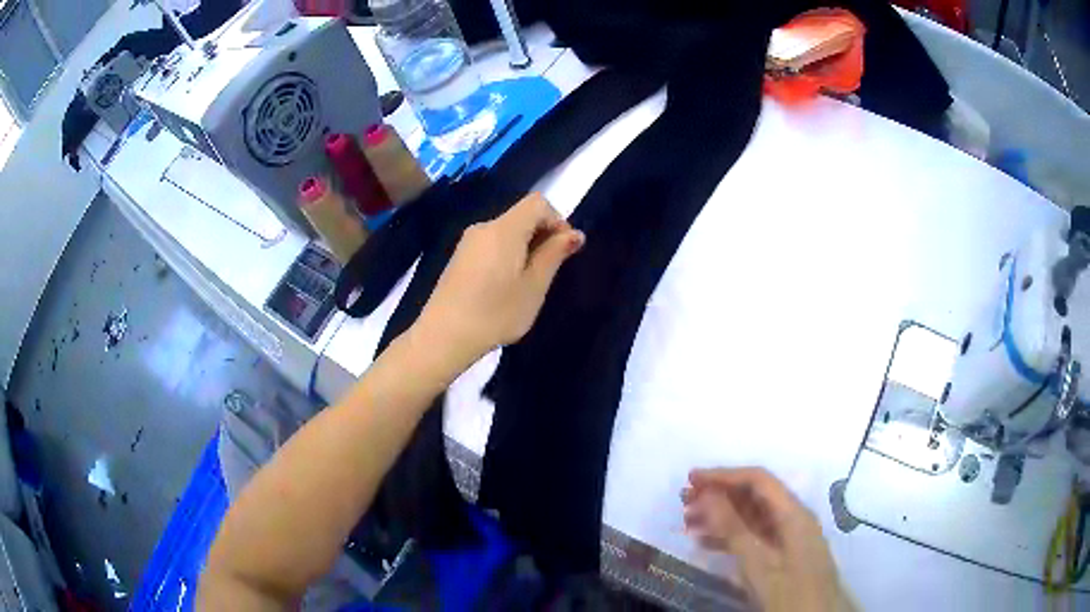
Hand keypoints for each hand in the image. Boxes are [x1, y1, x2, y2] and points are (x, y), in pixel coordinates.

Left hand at [414, 192, 584, 369]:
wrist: (443, 336)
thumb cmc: (496, 313)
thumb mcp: (534, 286)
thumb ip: (554, 254)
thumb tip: (575, 233)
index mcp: (504, 229)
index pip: (538, 202)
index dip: (557, 220)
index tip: (563, 250)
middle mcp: (484, 227)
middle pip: (521, 216)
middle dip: (542, 235)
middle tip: (548, 271)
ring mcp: (467, 242)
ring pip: (506, 232)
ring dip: (525, 247)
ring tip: (527, 283)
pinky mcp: (458, 258)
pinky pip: (491, 245)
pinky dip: (506, 255)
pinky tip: (504, 287)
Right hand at [683, 468, 852, 611]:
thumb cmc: (788, 591)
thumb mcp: (757, 563)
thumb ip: (733, 528)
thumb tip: (708, 493)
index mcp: (793, 513)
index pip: (758, 480)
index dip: (724, 475)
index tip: (691, 479)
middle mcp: (793, 518)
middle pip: (754, 496)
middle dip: (719, 495)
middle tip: (684, 501)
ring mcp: (789, 538)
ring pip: (752, 517)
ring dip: (720, 517)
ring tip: (688, 522)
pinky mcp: (783, 555)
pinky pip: (754, 537)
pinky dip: (729, 537)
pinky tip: (705, 544)